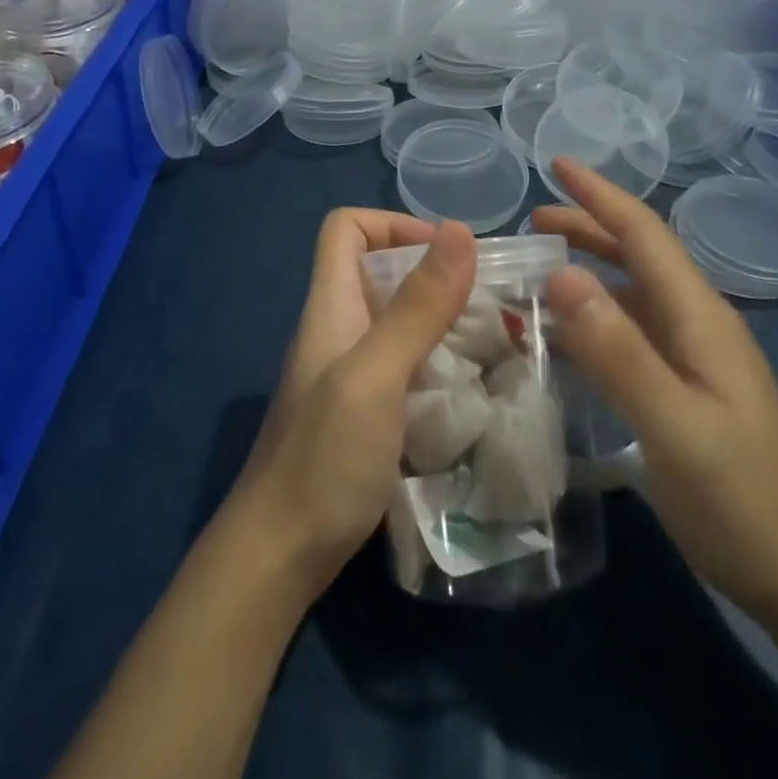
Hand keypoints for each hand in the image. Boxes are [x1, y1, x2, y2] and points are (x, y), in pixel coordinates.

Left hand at [230, 209, 477, 599]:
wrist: (280, 555)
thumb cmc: (323, 458)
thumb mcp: (375, 375)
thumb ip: (416, 307)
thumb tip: (460, 230)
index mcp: (330, 305)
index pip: (346, 228)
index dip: (392, 223)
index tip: (447, 254)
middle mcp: (339, 328)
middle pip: (380, 270)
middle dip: (435, 273)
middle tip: (491, 300)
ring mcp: (350, 372)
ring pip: (398, 318)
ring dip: (443, 318)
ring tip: (497, 338)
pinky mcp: (366, 410)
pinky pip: (406, 363)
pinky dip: (439, 360)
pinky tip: (473, 385)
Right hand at [532, 160, 777, 630]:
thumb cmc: (743, 499)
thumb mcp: (675, 425)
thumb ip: (619, 350)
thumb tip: (561, 274)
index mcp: (700, 317)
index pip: (644, 235)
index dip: (599, 195)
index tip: (555, 162)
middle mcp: (696, 325)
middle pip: (638, 256)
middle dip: (587, 226)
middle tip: (530, 222)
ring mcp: (693, 359)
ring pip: (632, 294)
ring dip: (587, 271)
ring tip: (537, 269)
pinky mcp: (684, 389)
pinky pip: (630, 333)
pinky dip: (593, 318)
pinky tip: (566, 336)